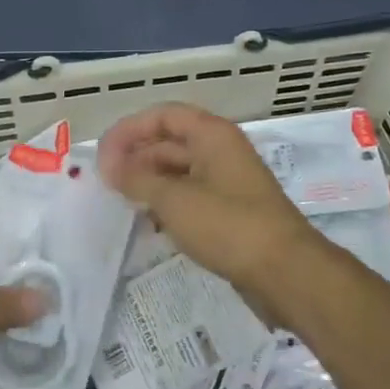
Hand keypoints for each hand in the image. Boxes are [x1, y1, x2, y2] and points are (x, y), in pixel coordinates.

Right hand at [98, 103, 324, 303]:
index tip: (103, 155)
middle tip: (106, 182)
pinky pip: (192, 196)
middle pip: (171, 142)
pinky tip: (150, 222)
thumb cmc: (228, 225)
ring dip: (150, 182)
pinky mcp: (233, 212)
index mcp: (212, 135)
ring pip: (180, 171)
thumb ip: (136, 178)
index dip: (130, 130)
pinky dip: (168, 203)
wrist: (286, 272)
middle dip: (137, 157)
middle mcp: (222, 151)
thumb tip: (109, 165)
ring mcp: (229, 182)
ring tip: (122, 201)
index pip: (164, 115)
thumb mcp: (174, 199)